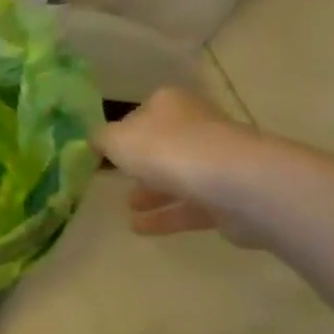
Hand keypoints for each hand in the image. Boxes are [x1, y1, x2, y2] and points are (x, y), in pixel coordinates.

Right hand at [95, 87, 271, 246]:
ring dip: (152, 192)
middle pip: (163, 145)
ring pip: (178, 177)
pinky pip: (190, 206)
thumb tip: (97, 140)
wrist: (236, 185)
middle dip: (141, 163)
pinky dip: (166, 216)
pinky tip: (140, 228)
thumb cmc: (168, 151)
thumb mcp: (116, 139)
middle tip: (117, 178)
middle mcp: (197, 126)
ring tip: (128, 207)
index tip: (106, 151)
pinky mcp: (229, 197)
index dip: (123, 131)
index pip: (142, 113)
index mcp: (170, 104)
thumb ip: (101, 139)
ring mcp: (217, 162)